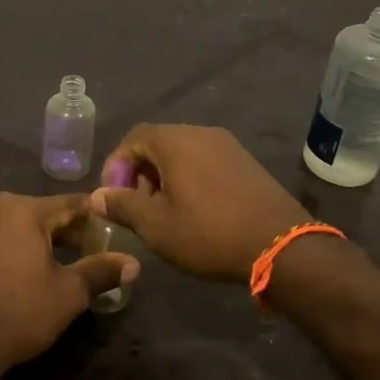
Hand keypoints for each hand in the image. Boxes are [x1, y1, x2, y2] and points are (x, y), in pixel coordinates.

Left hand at [0, 193, 138, 375]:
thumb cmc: (22, 313)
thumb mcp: (70, 293)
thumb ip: (102, 271)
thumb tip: (134, 263)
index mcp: (26, 210)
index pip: (70, 204)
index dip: (92, 217)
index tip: (107, 230)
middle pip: (38, 211)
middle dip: (61, 228)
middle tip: (81, 251)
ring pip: (4, 217)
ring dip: (22, 231)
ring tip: (38, 255)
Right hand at [90, 124, 307, 283]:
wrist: (281, 246)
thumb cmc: (209, 233)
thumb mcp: (156, 226)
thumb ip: (122, 206)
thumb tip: (97, 196)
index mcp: (176, 141)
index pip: (134, 137)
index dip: (116, 165)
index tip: (113, 197)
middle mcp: (202, 133)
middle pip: (159, 143)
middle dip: (141, 173)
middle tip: (137, 208)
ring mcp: (228, 146)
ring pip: (183, 153)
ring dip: (165, 178)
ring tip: (164, 213)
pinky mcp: (246, 162)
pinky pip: (206, 162)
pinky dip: (190, 179)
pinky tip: (195, 211)